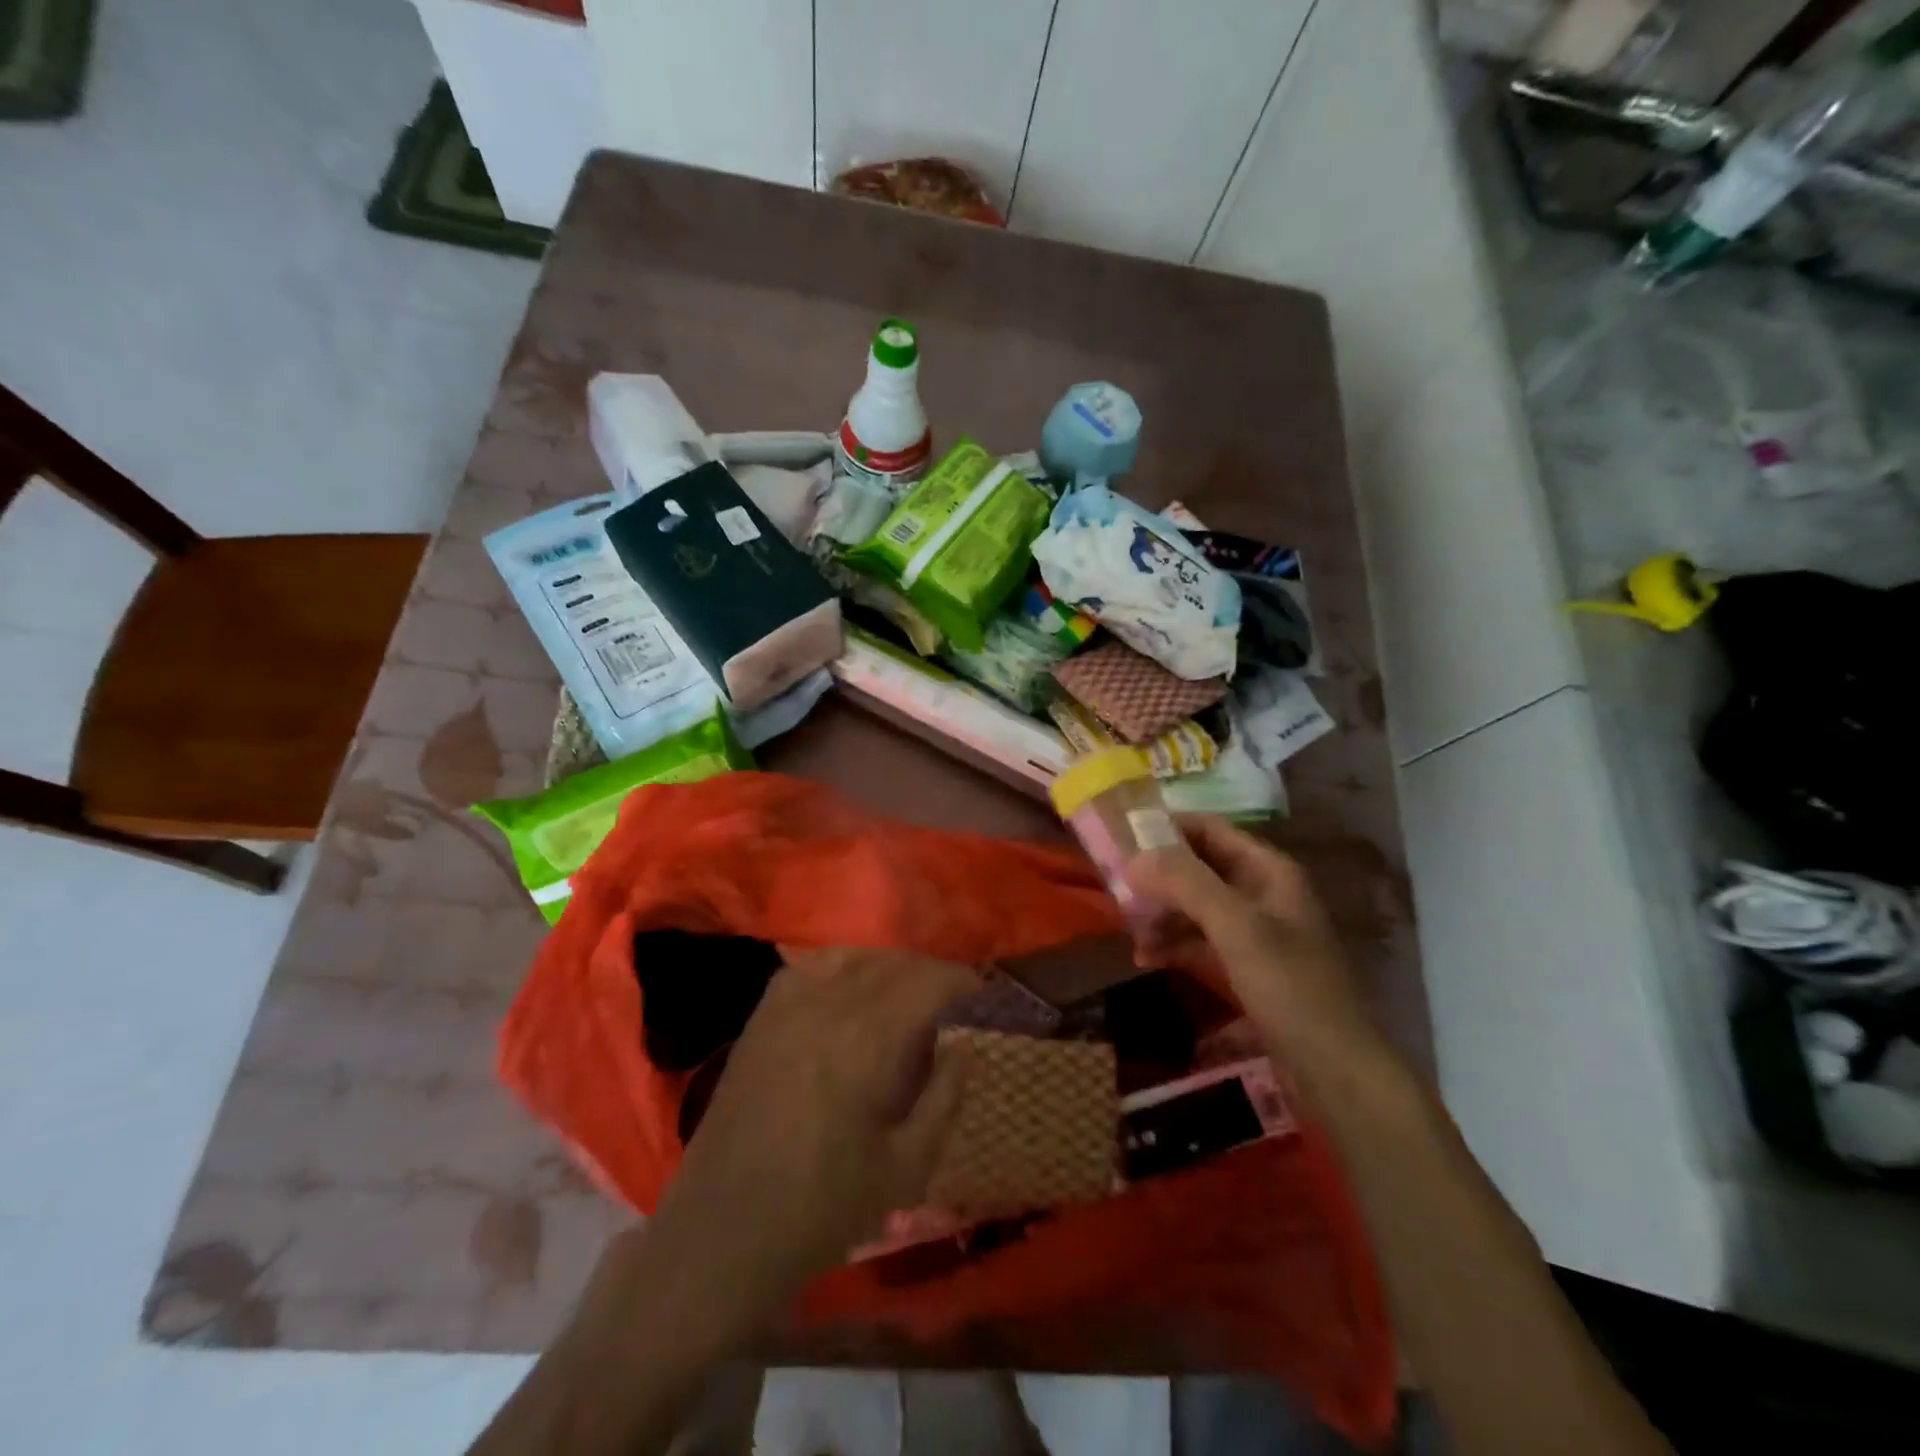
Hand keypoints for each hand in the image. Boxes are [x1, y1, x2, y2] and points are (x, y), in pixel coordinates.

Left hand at [637, 948, 978, 1333]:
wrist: (725, 1234)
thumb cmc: (823, 1209)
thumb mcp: (906, 1168)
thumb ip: (944, 1098)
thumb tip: (964, 1047)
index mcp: (869, 1041)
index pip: (929, 983)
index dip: (963, 983)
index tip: (983, 996)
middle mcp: (829, 1005)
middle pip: (894, 964)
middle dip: (931, 975)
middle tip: (953, 1001)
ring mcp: (788, 1006)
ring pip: (853, 958)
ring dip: (890, 968)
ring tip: (907, 995)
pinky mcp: (761, 1018)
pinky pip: (809, 968)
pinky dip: (841, 968)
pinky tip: (849, 993)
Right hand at [1126, 816, 1370, 1057]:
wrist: (1337, 1071)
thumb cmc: (1290, 988)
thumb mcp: (1237, 928)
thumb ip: (1186, 884)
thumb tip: (1134, 857)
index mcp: (1268, 871)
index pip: (1208, 829)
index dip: (1166, 829)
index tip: (1120, 840)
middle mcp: (1262, 892)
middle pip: (1199, 868)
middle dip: (1158, 878)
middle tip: (1116, 892)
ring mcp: (1256, 931)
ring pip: (1197, 906)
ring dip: (1163, 915)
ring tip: (1132, 936)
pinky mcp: (1249, 966)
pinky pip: (1203, 940)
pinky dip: (1176, 944)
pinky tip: (1149, 958)